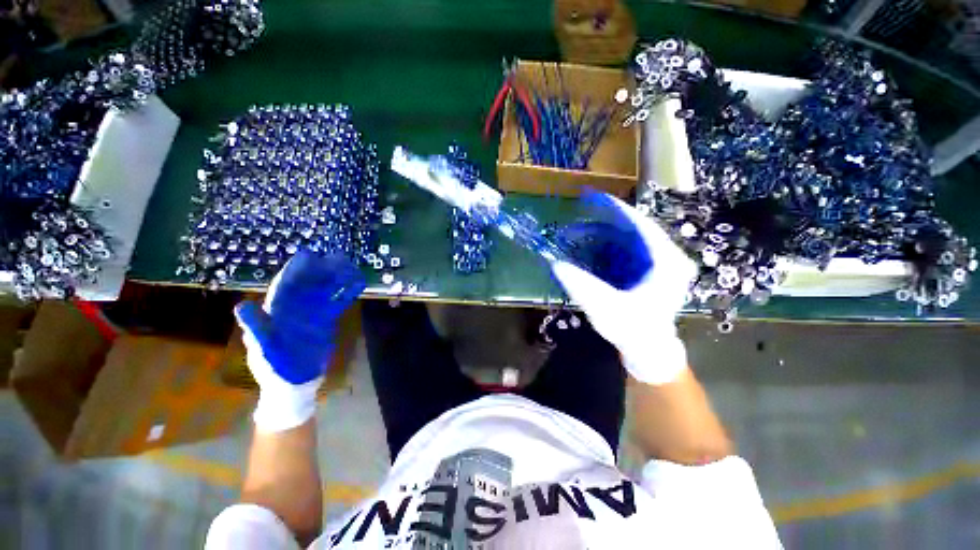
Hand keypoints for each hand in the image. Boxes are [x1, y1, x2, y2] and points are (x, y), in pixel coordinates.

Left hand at [235, 251, 365, 431]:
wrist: (294, 385)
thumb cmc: (275, 369)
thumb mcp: (264, 350)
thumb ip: (257, 329)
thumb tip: (242, 306)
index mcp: (275, 312)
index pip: (285, 286)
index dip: (295, 270)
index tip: (310, 255)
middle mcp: (292, 309)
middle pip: (307, 285)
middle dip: (320, 270)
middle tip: (337, 257)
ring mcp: (309, 315)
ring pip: (323, 292)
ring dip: (335, 280)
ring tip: (350, 266)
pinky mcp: (323, 322)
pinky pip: (335, 304)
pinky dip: (345, 294)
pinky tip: (356, 285)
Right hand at [550, 193, 696, 384]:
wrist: (648, 350)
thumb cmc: (632, 330)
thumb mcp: (605, 307)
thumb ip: (581, 285)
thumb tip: (556, 264)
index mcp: (667, 262)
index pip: (642, 225)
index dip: (617, 211)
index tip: (594, 199)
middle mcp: (670, 258)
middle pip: (637, 229)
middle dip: (608, 222)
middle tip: (582, 216)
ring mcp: (663, 264)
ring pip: (634, 238)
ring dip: (608, 233)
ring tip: (583, 228)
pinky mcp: (652, 270)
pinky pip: (631, 249)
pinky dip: (612, 245)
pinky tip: (594, 245)